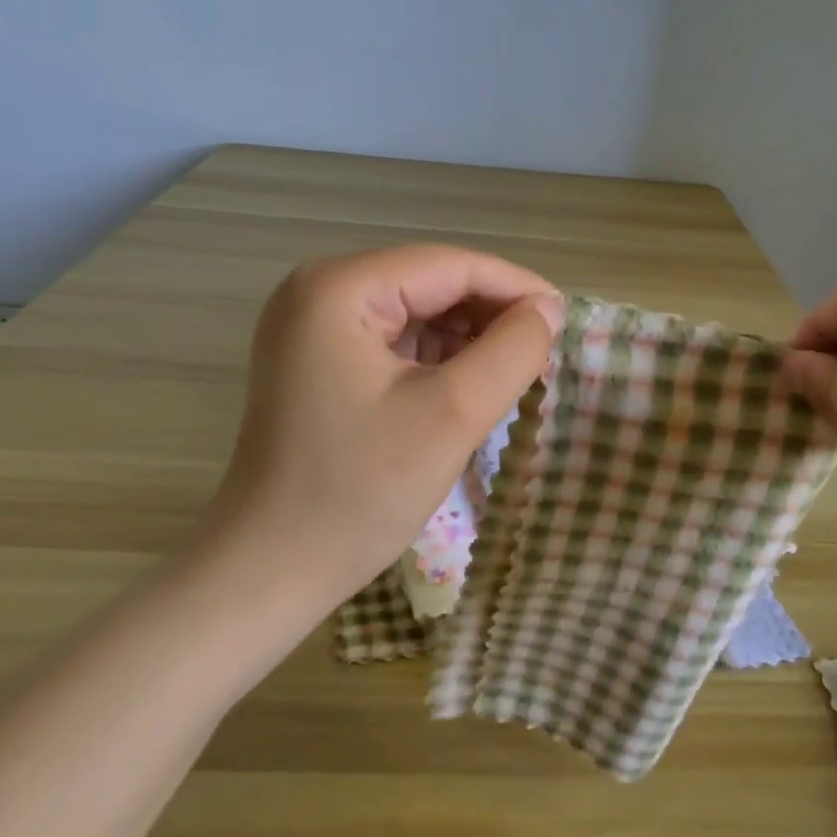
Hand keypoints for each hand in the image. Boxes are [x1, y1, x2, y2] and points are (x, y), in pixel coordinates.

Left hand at [204, 245, 562, 601]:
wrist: (270, 570)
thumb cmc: (360, 491)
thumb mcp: (452, 414)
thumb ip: (512, 350)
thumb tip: (549, 308)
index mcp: (339, 288)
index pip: (449, 265)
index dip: (515, 287)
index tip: (566, 320)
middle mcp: (319, 291)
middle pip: (431, 284)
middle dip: (490, 316)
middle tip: (543, 353)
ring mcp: (313, 326)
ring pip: (417, 312)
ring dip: (468, 339)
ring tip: (513, 374)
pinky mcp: (319, 360)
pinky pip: (396, 341)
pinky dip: (439, 359)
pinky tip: (470, 386)